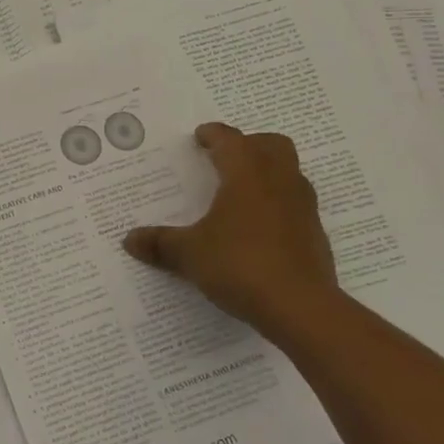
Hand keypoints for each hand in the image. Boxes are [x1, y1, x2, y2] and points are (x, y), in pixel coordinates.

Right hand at [123, 122, 340, 340]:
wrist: (301, 308)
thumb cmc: (240, 264)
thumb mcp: (190, 254)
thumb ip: (160, 243)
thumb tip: (129, 240)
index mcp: (246, 173)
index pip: (229, 139)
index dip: (212, 135)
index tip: (200, 137)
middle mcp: (278, 180)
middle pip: (270, 145)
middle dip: (249, 145)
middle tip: (225, 158)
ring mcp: (302, 206)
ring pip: (288, 172)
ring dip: (267, 173)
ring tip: (240, 192)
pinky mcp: (314, 233)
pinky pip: (294, 204)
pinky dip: (277, 204)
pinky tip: (257, 228)